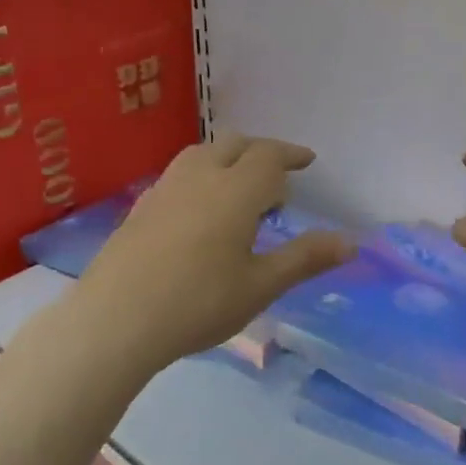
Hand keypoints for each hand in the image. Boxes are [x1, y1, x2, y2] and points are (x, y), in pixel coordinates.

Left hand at [67, 137, 354, 368]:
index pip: (269, 157)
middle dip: (260, 151)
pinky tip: (199, 208)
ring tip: (238, 186)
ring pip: (201, 153)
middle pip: (234, 144)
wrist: (115, 319)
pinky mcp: (140, 207)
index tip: (307, 161)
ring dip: (227, 157)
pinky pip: (179, 174)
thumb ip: (305, 258)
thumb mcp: (260, 285)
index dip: (291, 155)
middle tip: (277, 175)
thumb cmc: (198, 303)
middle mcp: (200, 177)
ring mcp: (164, 189)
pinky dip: (201, 175)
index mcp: (235, 190)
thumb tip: (350, 242)